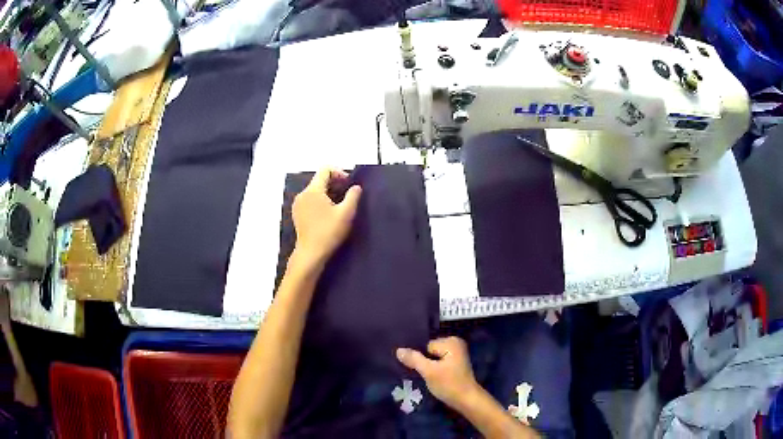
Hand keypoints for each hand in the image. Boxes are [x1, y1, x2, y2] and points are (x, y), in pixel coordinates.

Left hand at [292, 168, 361, 266]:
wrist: (311, 254)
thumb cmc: (329, 232)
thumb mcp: (346, 213)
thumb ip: (353, 196)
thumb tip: (356, 187)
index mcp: (313, 190)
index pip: (325, 170)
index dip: (339, 173)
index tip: (349, 185)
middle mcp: (303, 194)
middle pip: (320, 180)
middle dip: (335, 184)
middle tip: (348, 195)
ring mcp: (298, 205)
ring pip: (316, 190)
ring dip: (329, 193)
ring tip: (341, 206)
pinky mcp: (298, 214)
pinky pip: (311, 200)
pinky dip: (321, 202)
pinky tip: (330, 214)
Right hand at [396, 336, 479, 409]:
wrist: (466, 400)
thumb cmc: (449, 384)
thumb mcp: (429, 372)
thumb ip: (414, 359)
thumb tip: (398, 350)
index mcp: (451, 341)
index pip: (425, 346)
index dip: (422, 358)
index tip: (422, 369)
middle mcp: (456, 343)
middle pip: (429, 350)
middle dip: (425, 361)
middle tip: (425, 375)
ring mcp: (457, 353)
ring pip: (433, 357)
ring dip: (428, 366)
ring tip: (428, 377)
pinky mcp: (456, 363)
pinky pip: (439, 362)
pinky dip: (435, 369)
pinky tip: (433, 378)